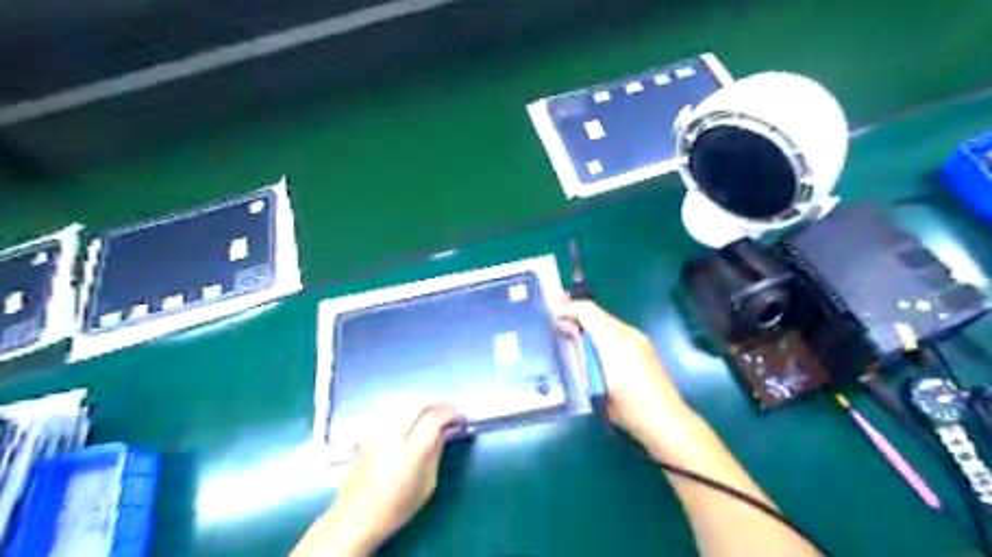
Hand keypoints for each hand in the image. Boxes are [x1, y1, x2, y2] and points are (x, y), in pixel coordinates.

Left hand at [296, 404, 462, 556]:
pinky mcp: (369, 433)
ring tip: (433, 413)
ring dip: (422, 404)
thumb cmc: (396, 508)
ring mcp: (378, 432)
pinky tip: (413, 419)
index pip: (433, 419)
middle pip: (418, 404)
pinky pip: (393, 411)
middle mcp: (393, 436)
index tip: (459, 417)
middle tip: (448, 411)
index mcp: (410, 453)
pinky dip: (408, 409)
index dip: (449, 413)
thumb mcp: (427, 486)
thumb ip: (435, 453)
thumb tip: (443, 432)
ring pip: (404, 404)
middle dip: (437, 404)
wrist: (355, 518)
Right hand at [562, 303, 691, 453]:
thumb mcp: (594, 383)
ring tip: (573, 333)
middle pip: (599, 313)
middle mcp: (628, 333)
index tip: (553, 315)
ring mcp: (639, 338)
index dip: (568, 309)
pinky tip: (595, 347)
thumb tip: (569, 332)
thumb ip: (581, 354)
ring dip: (590, 323)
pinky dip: (602, 332)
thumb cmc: (625, 406)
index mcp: (614, 340)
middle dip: (578, 314)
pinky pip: (618, 331)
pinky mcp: (645, 347)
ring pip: (609, 321)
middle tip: (559, 321)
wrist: (665, 420)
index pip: (587, 311)